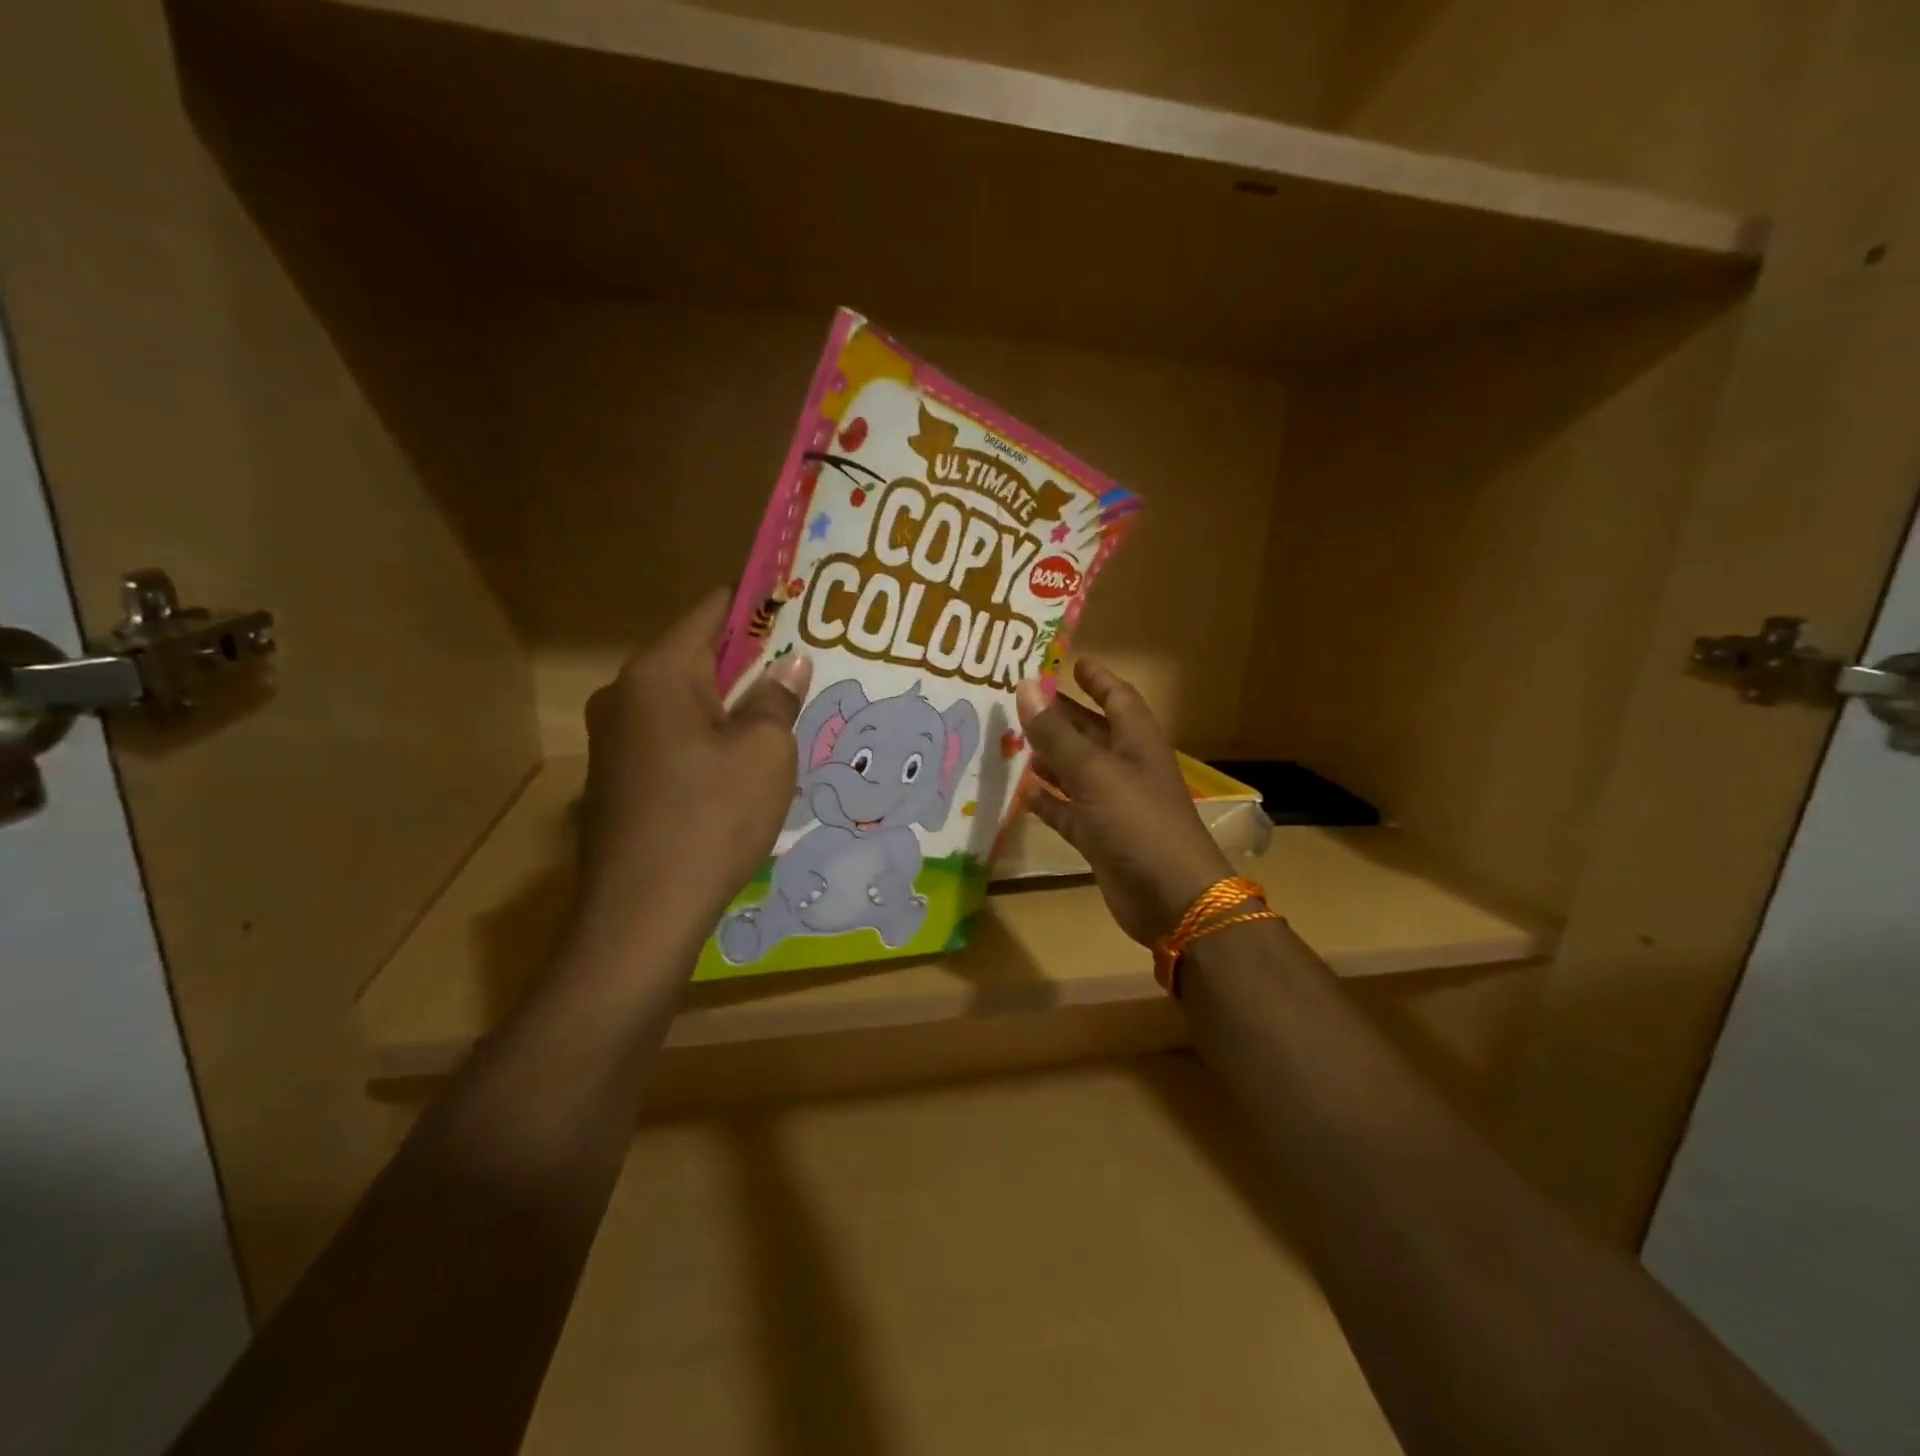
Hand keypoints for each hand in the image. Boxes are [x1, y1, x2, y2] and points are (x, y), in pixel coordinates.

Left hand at [576, 591, 812, 933]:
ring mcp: (615, 741)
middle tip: (805, 665)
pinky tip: (744, 763)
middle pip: (697, 656)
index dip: (758, 603)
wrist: (641, 914)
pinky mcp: (619, 780)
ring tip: (784, 714)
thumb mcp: (765, 753)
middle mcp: (625, 695)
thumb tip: (788, 666)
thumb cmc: (711, 818)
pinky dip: (709, 738)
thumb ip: (776, 699)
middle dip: (752, 659)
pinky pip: (673, 739)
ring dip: (732, 704)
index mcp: (659, 674)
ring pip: (686, 702)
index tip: (799, 604)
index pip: (712, 610)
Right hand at [1014, 661, 1232, 946]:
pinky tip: (1021, 793)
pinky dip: (1048, 802)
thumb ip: (1056, 733)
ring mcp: (1114, 805)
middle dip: (1061, 717)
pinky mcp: (1101, 838)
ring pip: (1076, 772)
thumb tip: (1025, 686)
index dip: (1096, 679)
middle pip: (1091, 733)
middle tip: (1021, 700)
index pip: (1117, 697)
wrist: (1171, 897)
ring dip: (1049, 758)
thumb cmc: (1138, 821)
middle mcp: (1126, 767)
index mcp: (1136, 742)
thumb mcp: (1093, 772)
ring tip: (1012, 741)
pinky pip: (1069, 812)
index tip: (1071, 663)